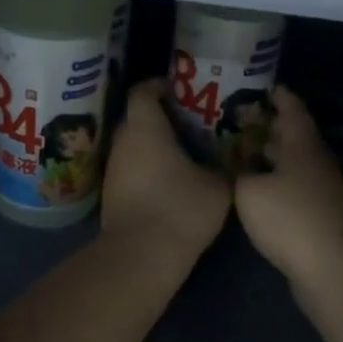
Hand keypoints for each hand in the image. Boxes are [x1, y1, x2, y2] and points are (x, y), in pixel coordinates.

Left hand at [102, 79, 229, 265]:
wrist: (140, 256)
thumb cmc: (180, 209)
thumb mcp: (217, 186)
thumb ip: (223, 167)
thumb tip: (231, 161)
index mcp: (145, 128)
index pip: (143, 91)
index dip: (160, 85)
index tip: (180, 90)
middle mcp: (123, 142)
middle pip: (137, 117)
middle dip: (161, 116)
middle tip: (190, 122)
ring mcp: (113, 169)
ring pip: (133, 145)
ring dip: (154, 145)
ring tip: (184, 152)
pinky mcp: (111, 194)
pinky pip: (130, 168)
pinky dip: (147, 167)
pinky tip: (170, 180)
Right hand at [235, 86, 342, 293]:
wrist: (331, 267)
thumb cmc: (290, 218)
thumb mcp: (248, 191)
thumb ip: (237, 173)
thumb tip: (233, 167)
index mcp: (302, 144)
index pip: (292, 107)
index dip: (276, 95)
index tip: (256, 87)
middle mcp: (315, 160)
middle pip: (292, 134)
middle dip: (266, 126)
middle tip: (234, 121)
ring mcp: (321, 189)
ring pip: (292, 162)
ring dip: (268, 156)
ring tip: (237, 152)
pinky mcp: (318, 214)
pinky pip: (292, 186)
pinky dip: (273, 180)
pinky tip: (252, 189)